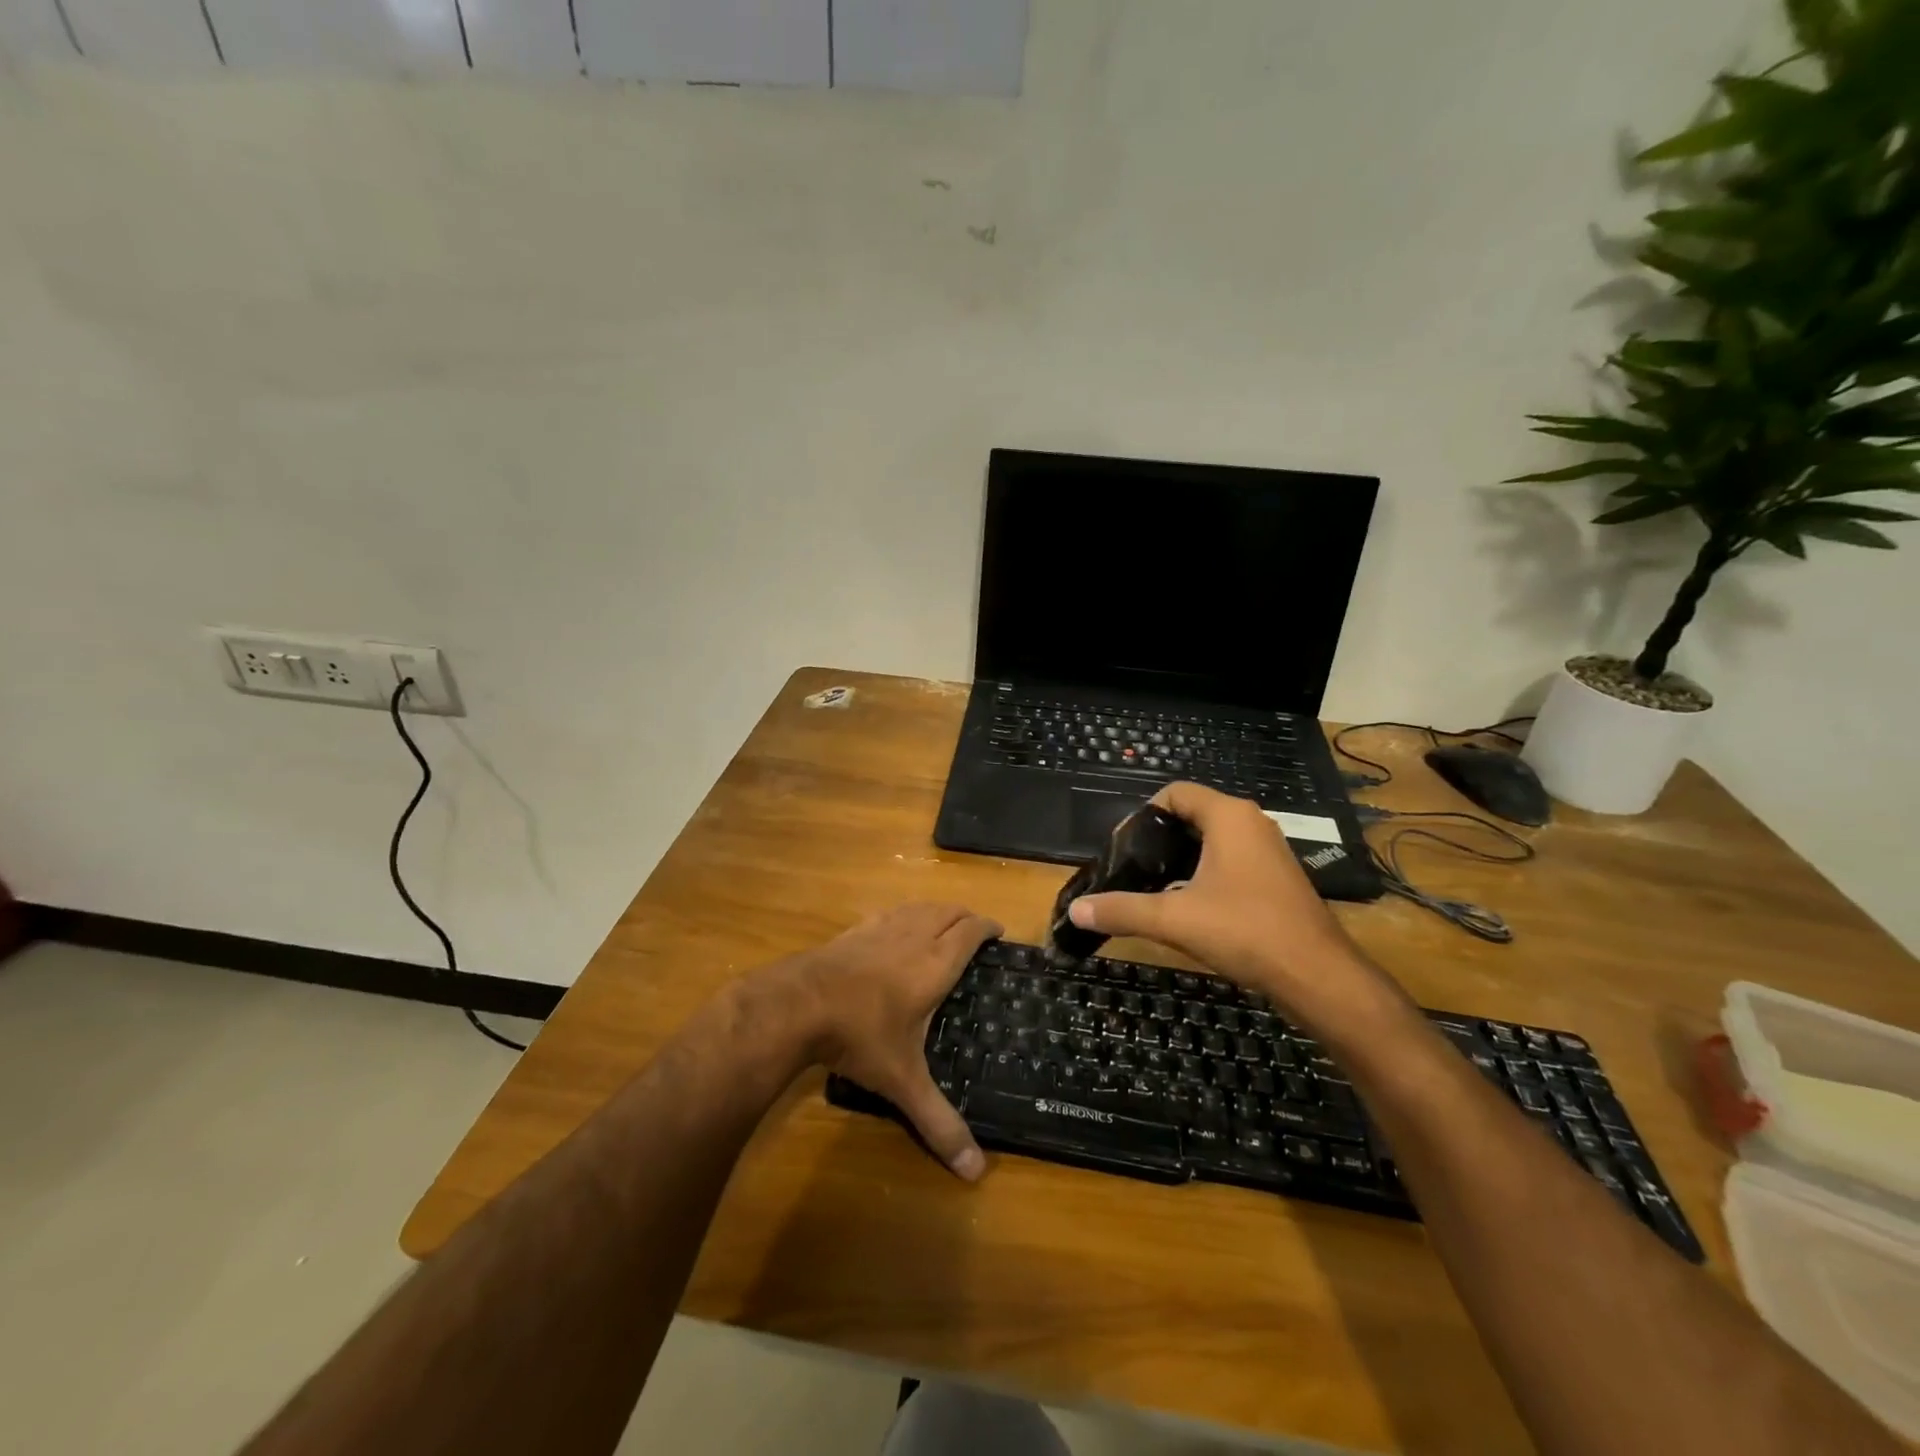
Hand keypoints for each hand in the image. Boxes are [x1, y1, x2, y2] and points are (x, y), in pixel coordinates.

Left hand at [795, 902, 999, 1180]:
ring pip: (919, 907)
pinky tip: (895, 930)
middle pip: (948, 911)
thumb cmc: (860, 1036)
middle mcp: (913, 937)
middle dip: (966, 917)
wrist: (798, 1004)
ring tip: (942, 925)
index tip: (1000, 932)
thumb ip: (938, 1121)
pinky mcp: (854, 930)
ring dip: (937, 912)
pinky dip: (904, 915)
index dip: (988, 927)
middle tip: (976, 933)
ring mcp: (881, 929)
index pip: (971, 932)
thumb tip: (976, 1173)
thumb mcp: (902, 1082)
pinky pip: (889, 912)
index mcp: (935, 965)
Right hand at [1066, 783, 1401, 1032]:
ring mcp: (1268, 851)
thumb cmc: (1245, 932)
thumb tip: (1076, 911)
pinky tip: (1188, 906)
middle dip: (1158, 839)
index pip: (1175, 793)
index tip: (1124, 848)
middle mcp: (1251, 824)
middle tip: (1132, 869)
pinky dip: (1204, 873)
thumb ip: (1122, 910)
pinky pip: (1230, 861)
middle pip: (1192, 815)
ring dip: (1181, 858)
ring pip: (1212, 840)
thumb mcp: (1174, 920)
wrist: (1318, 976)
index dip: (1143, 814)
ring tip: (1153, 888)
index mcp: (1229, 817)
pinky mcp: (1276, 878)